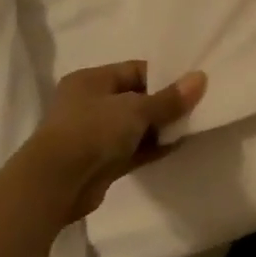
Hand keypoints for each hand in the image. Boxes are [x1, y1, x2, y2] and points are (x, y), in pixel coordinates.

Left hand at [25, 62, 207, 222]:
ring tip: (192, 125)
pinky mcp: (99, 163)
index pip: (134, 70)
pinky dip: (152, 148)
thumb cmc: (92, 132)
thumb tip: (200, 78)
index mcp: (91, 80)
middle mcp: (89, 103)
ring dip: (159, 128)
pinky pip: (132, 150)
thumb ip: (169, 98)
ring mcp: (93, 135)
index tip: (190, 84)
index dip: (164, 76)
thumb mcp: (136, 110)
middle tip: (195, 106)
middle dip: (164, 104)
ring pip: (134, 126)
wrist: (54, 186)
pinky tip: (177, 146)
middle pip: (136, 98)